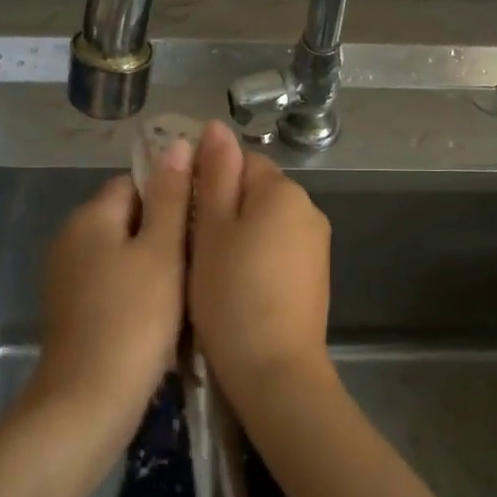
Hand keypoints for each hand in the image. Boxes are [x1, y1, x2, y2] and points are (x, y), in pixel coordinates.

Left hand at [31, 142, 192, 437]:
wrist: (89, 402)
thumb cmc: (133, 319)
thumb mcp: (161, 251)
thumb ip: (170, 197)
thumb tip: (176, 144)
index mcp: (89, 218)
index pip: (135, 182)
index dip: (172, 193)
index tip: (204, 218)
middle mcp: (71, 240)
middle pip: (128, 217)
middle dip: (165, 230)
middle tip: (204, 254)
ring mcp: (68, 279)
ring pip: (123, 253)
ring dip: (156, 262)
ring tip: (193, 282)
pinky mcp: (74, 311)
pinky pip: (114, 282)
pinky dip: (139, 289)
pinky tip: (165, 312)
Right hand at [189, 121, 335, 409]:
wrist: (275, 370)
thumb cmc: (231, 294)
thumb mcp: (211, 229)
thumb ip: (213, 175)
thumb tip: (215, 127)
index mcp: (283, 190)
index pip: (240, 160)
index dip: (206, 179)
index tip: (181, 209)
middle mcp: (308, 209)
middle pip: (255, 190)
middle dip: (221, 207)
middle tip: (188, 243)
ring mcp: (315, 244)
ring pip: (264, 222)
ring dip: (237, 234)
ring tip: (208, 269)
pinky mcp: (314, 275)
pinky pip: (278, 248)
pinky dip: (255, 257)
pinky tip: (236, 286)